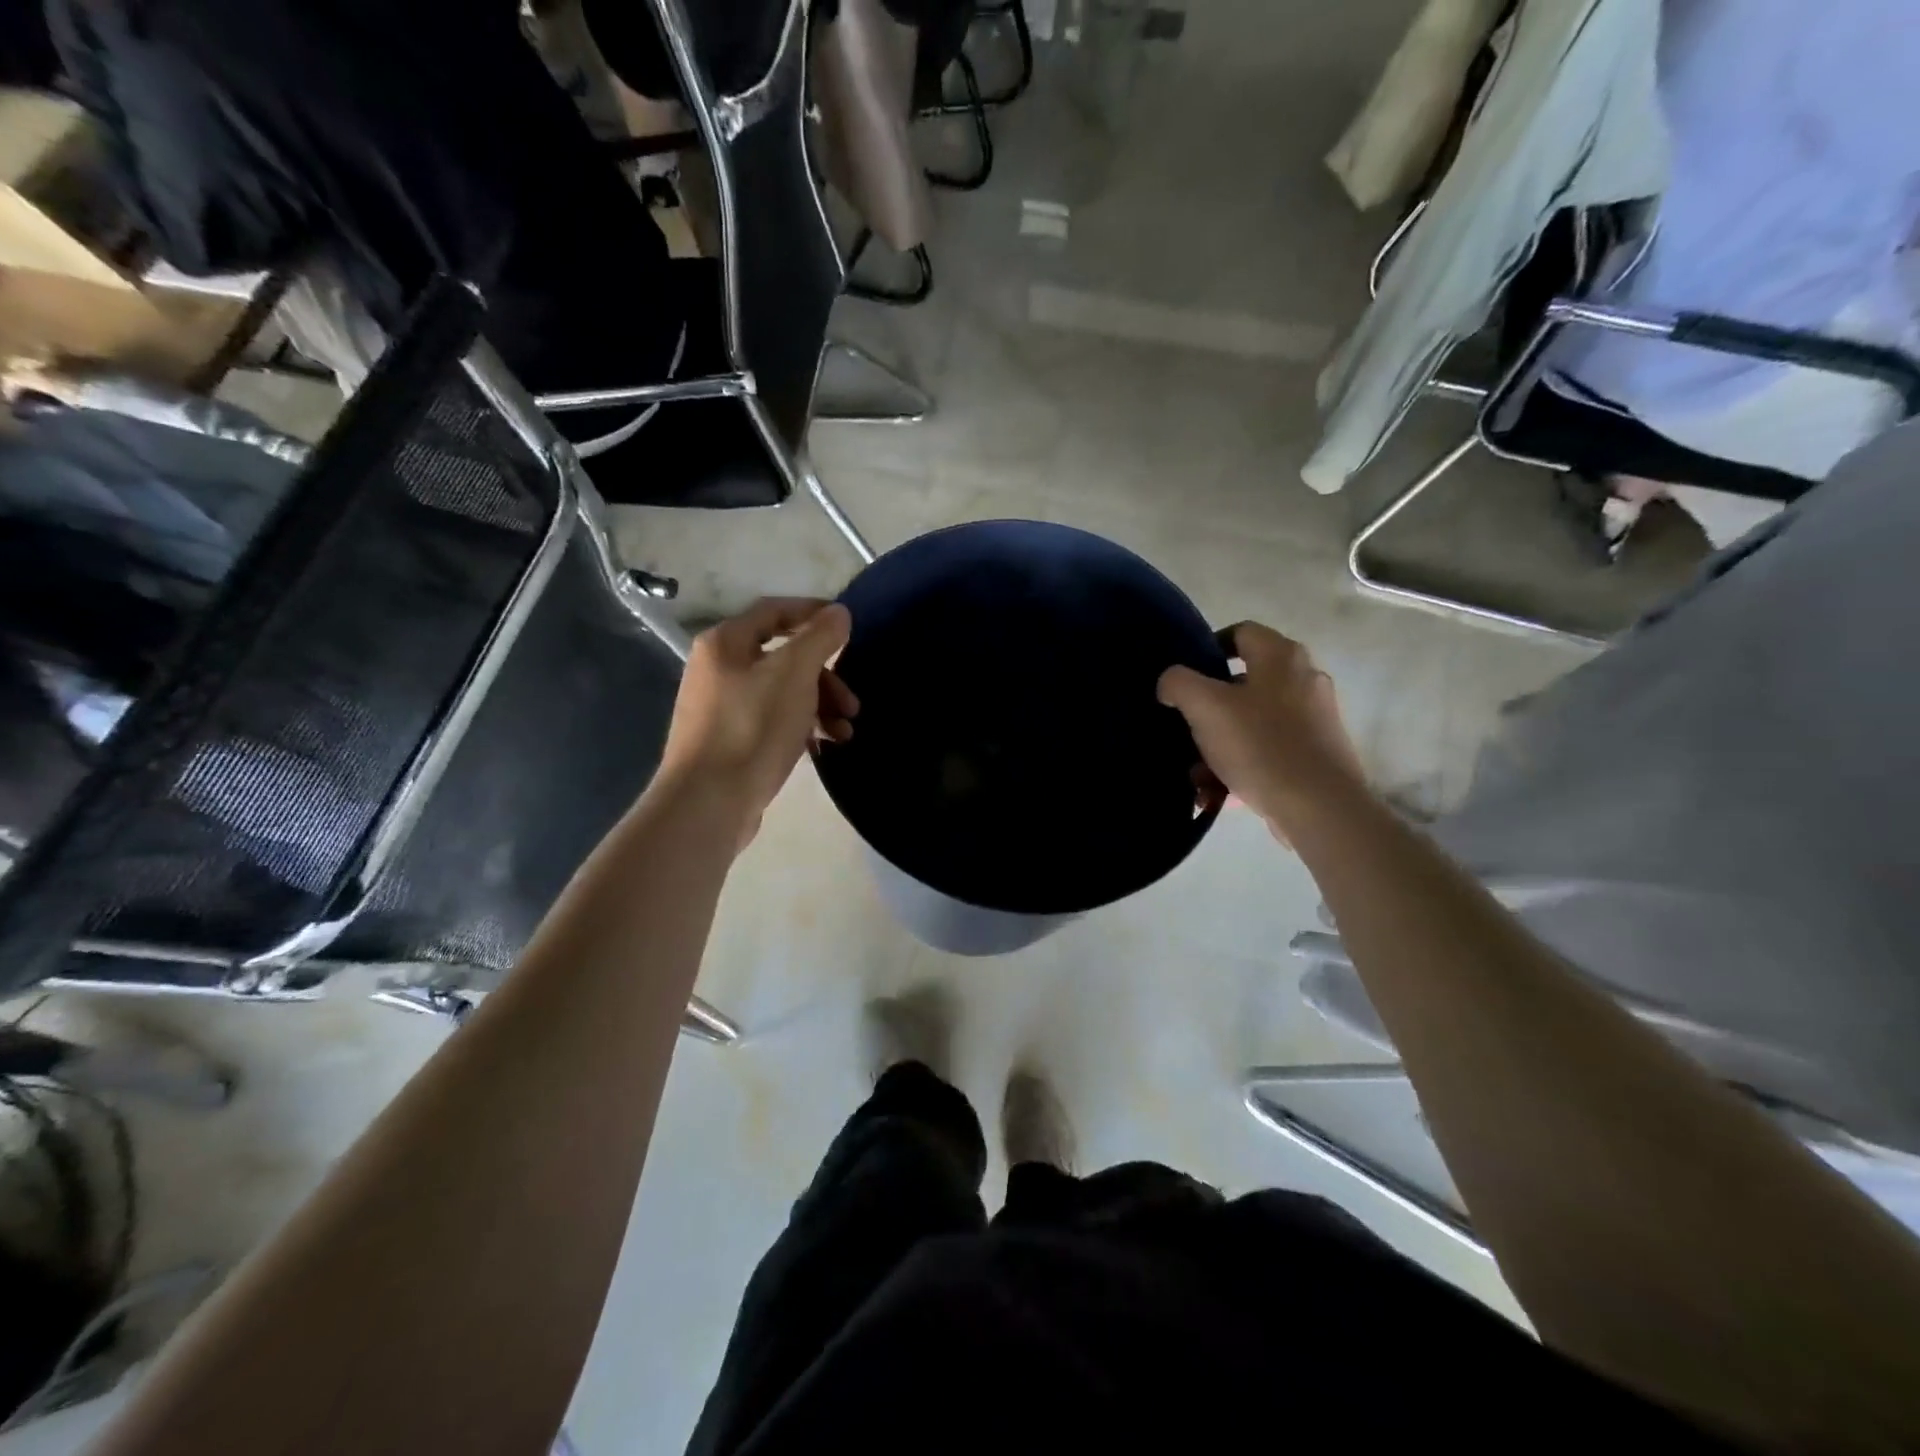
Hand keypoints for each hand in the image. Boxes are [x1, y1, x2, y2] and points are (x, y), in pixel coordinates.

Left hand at [657, 598, 856, 843]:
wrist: (709, 802)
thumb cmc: (752, 728)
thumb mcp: (794, 675)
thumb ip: (819, 638)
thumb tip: (839, 612)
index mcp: (725, 642)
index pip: (774, 611)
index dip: (813, 613)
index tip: (848, 627)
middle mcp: (717, 668)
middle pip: (783, 657)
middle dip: (825, 677)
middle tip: (852, 704)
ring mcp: (720, 707)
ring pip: (781, 693)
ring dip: (819, 706)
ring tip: (844, 733)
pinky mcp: (729, 741)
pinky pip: (772, 721)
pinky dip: (800, 727)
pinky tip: (821, 747)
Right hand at [1157, 622, 1367, 842]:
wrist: (1319, 807)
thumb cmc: (1260, 745)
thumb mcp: (1205, 707)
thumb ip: (1178, 683)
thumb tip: (1171, 683)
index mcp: (1281, 657)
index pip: (1240, 632)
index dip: (1208, 647)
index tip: (1184, 676)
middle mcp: (1304, 679)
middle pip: (1242, 684)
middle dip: (1208, 710)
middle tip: (1185, 729)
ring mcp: (1315, 718)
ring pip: (1252, 723)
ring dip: (1219, 746)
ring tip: (1197, 775)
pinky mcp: (1317, 754)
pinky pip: (1267, 751)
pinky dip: (1241, 767)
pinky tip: (1219, 793)